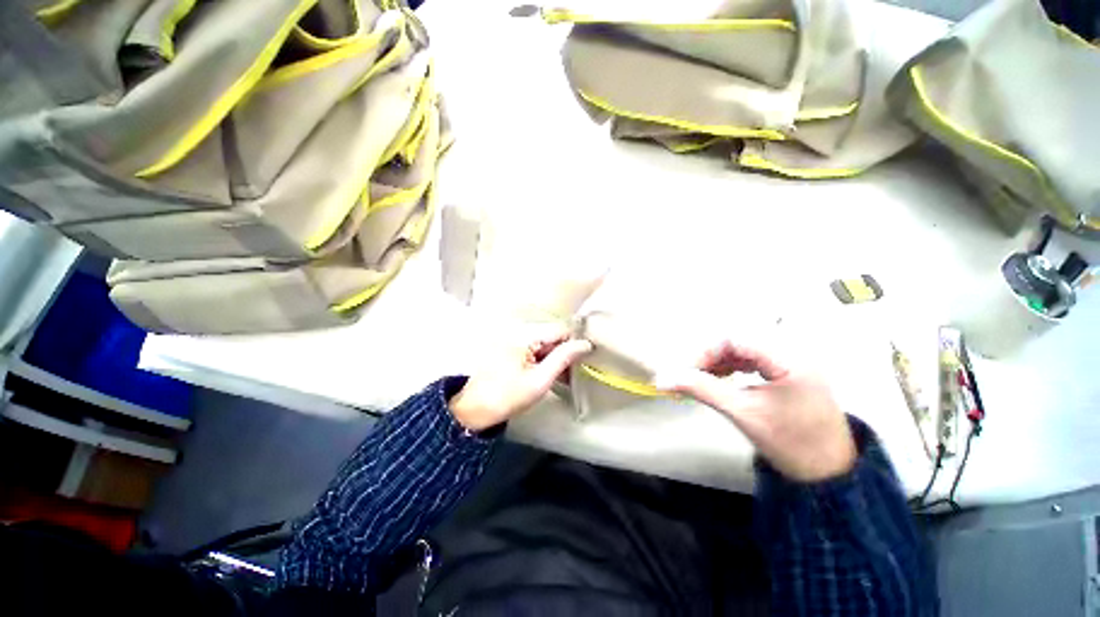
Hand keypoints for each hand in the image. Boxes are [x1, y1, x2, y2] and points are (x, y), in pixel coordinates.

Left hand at [451, 326, 591, 431]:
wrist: (473, 409)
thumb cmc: (507, 397)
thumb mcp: (540, 380)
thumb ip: (563, 358)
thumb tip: (585, 344)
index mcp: (524, 335)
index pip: (560, 329)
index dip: (575, 344)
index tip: (584, 362)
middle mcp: (516, 331)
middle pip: (550, 335)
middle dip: (564, 352)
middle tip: (573, 375)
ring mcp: (509, 339)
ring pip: (542, 343)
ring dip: (553, 358)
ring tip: (562, 379)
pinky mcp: (505, 349)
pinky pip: (530, 349)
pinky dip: (541, 360)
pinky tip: (547, 377)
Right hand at [655, 341, 855, 481]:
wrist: (827, 467)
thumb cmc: (789, 443)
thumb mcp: (744, 415)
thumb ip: (705, 390)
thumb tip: (663, 378)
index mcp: (787, 353)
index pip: (736, 336)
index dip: (704, 352)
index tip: (680, 376)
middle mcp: (795, 347)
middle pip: (744, 338)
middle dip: (712, 356)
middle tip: (688, 380)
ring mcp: (798, 358)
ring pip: (753, 348)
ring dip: (725, 361)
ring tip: (703, 381)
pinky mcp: (798, 371)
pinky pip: (763, 359)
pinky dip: (741, 367)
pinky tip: (727, 381)